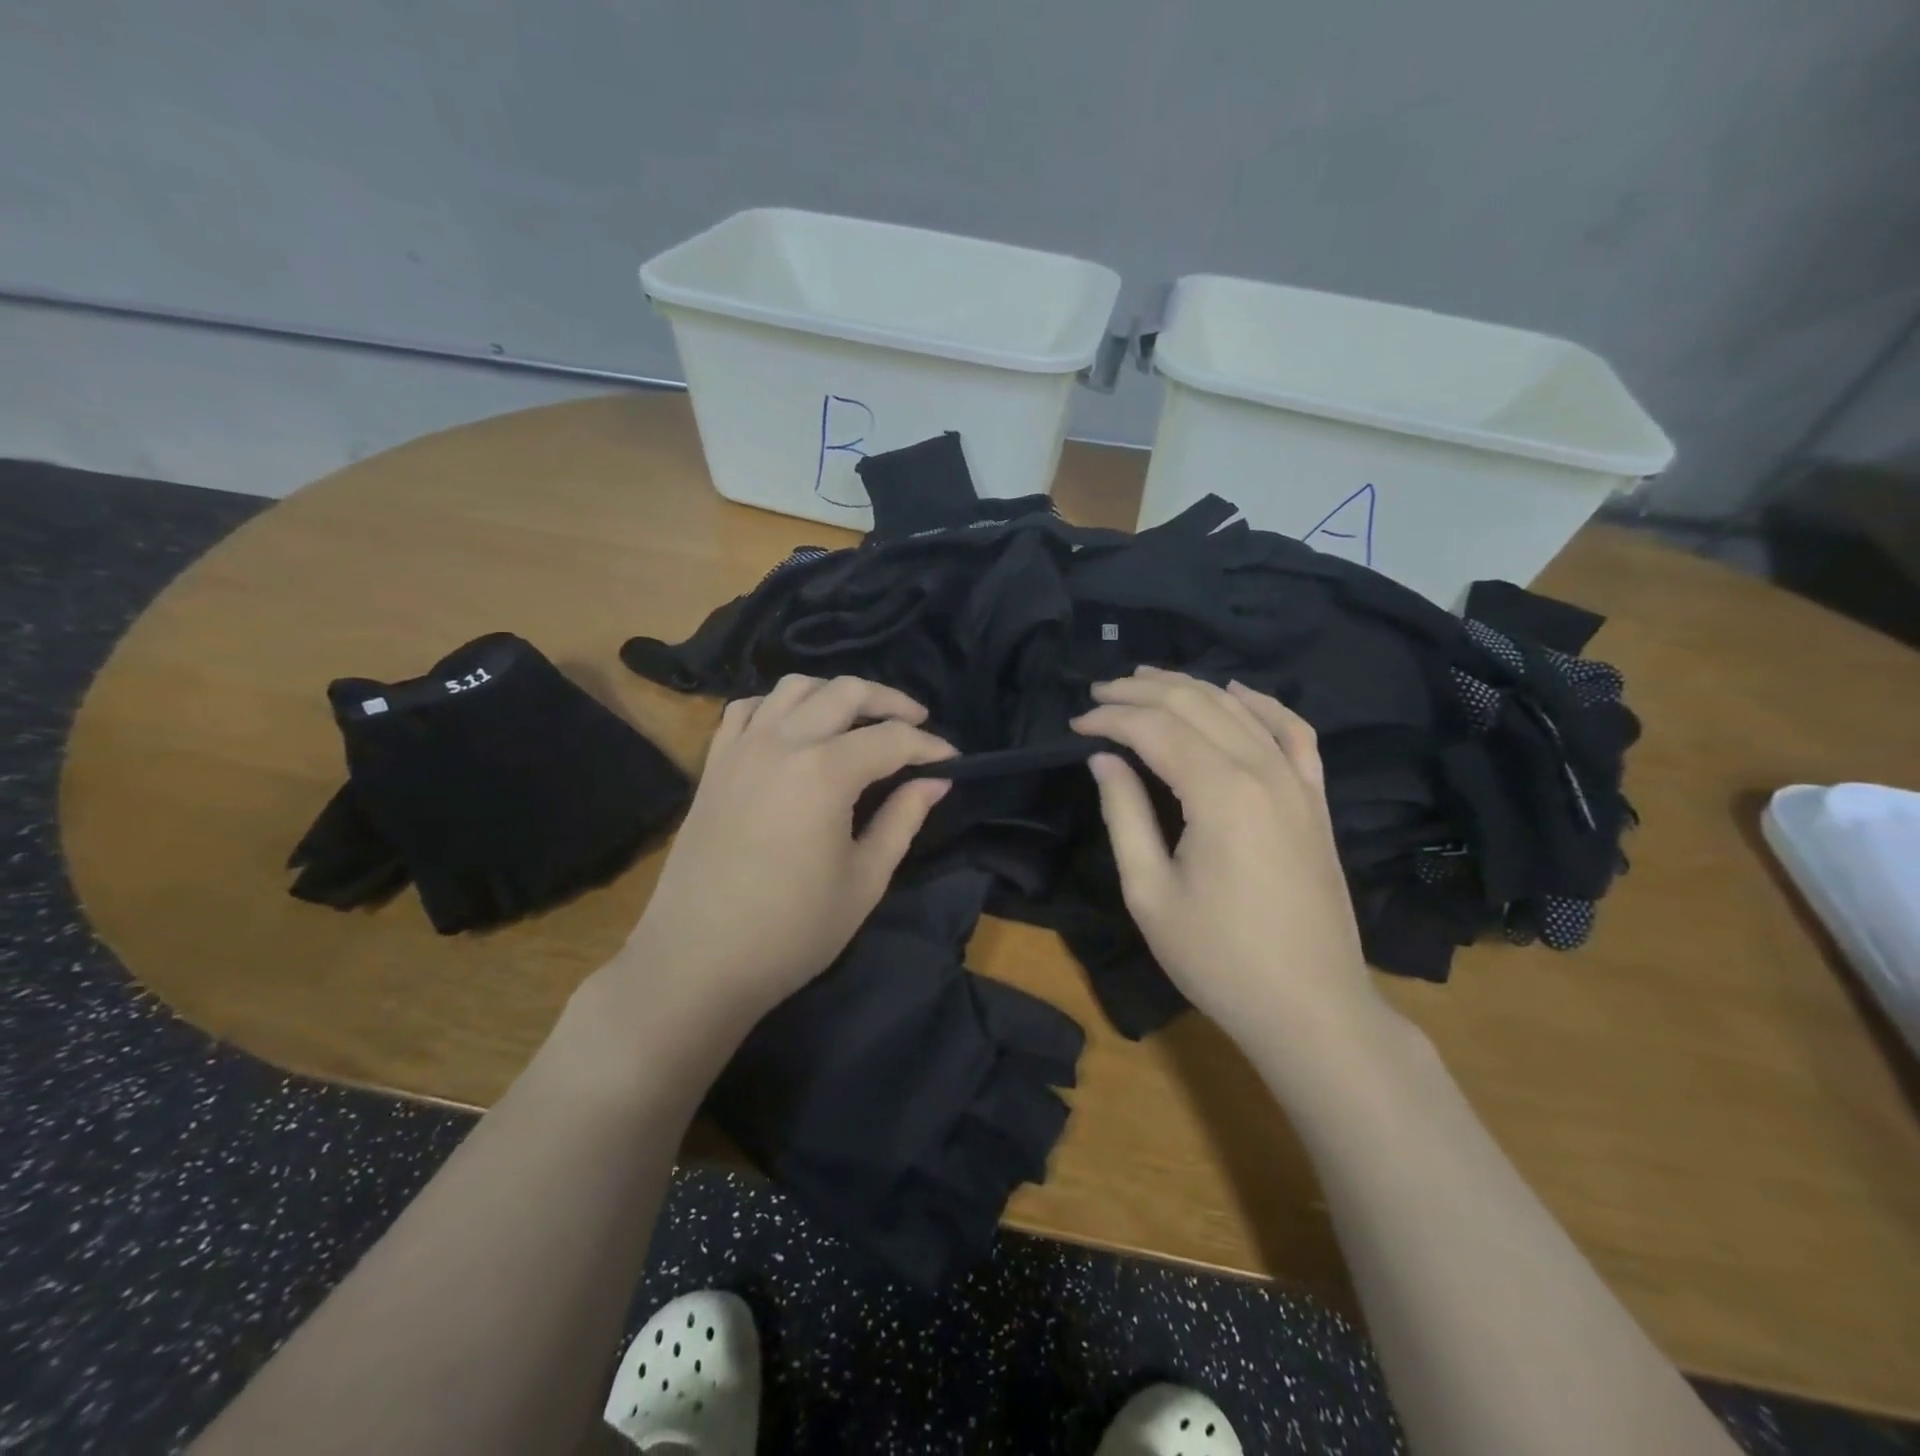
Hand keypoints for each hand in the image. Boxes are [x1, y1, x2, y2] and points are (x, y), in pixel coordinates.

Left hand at [620, 674, 953, 1024]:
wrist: (697, 962)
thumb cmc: (792, 930)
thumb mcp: (864, 880)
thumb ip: (903, 819)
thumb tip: (935, 781)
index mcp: (824, 772)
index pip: (891, 739)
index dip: (929, 745)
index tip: (953, 760)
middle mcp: (782, 743)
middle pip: (845, 692)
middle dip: (890, 701)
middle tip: (917, 723)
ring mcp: (741, 748)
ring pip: (795, 687)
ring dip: (835, 694)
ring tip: (859, 719)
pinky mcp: (714, 764)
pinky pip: (749, 709)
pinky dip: (780, 706)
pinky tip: (795, 729)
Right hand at [1073, 667, 1377, 1042]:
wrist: (1311, 1006)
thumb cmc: (1218, 957)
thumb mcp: (1150, 892)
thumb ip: (1124, 815)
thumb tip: (1103, 759)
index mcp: (1219, 793)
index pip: (1155, 729)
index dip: (1110, 719)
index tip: (1075, 725)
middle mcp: (1262, 771)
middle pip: (1196, 705)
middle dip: (1141, 691)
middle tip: (1099, 692)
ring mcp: (1297, 782)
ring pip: (1240, 708)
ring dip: (1190, 687)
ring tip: (1146, 680)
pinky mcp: (1316, 799)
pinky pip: (1293, 732)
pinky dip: (1262, 704)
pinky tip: (1237, 692)